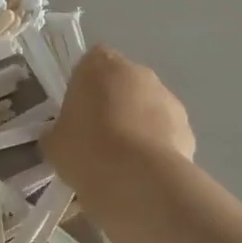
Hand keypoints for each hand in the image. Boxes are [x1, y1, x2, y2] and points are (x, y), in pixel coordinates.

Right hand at [43, 45, 195, 191]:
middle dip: (112, 103)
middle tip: (96, 137)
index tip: (77, 111)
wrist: (139, 181)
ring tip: (121, 162)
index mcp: (100, 66)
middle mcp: (138, 72)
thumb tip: (60, 135)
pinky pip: (165, 132)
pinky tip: (142, 172)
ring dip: (136, 124)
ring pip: (147, 107)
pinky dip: (156, 146)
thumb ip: (57, 131)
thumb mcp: (54, 143)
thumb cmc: (87, 151)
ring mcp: (167, 98)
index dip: (84, 85)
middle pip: (122, 82)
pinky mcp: (187, 127)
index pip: (91, 61)